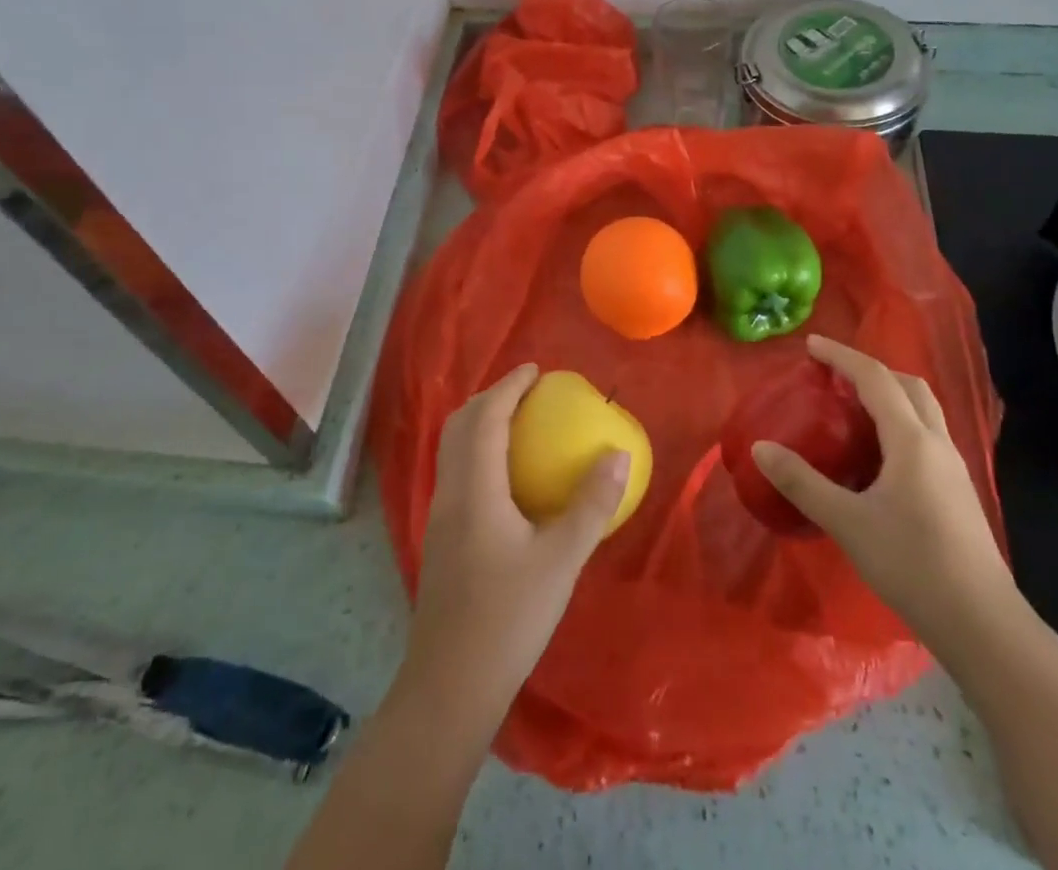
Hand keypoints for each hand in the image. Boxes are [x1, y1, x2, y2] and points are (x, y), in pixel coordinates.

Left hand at [402, 364, 629, 714]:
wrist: (450, 687)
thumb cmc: (508, 618)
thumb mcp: (561, 560)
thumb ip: (591, 504)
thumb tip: (618, 454)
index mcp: (474, 488)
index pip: (485, 417)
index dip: (508, 386)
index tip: (536, 371)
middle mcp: (449, 493)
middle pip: (459, 425)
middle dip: (490, 398)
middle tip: (527, 392)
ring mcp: (439, 518)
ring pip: (453, 450)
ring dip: (481, 424)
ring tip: (519, 425)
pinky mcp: (440, 540)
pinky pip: (457, 473)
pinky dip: (478, 453)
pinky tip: (507, 479)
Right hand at [753, 335, 1018, 658]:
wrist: (982, 624)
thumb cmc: (912, 565)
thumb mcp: (847, 522)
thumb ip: (802, 482)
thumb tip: (760, 448)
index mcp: (911, 440)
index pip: (875, 378)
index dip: (842, 357)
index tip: (811, 346)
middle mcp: (937, 443)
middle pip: (908, 385)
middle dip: (870, 371)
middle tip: (834, 377)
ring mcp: (953, 468)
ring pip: (923, 410)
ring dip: (889, 395)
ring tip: (853, 409)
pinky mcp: (958, 491)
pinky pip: (927, 435)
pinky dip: (900, 423)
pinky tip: (880, 455)